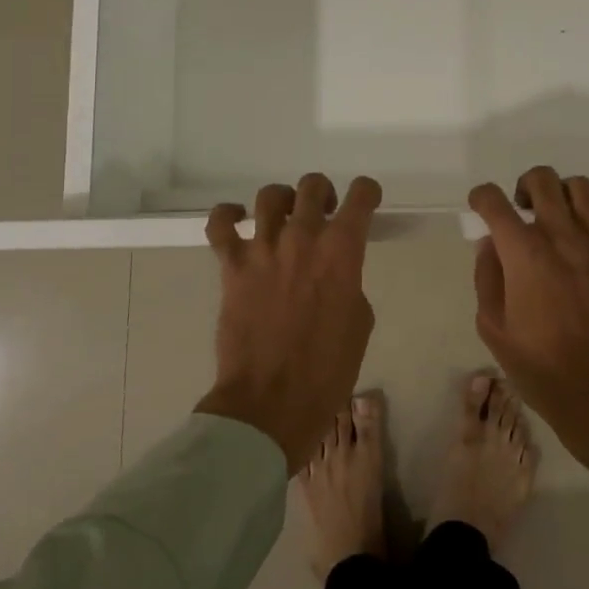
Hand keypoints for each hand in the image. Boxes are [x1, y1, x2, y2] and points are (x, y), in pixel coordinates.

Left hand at [196, 174, 382, 473]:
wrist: (271, 403)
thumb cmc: (327, 370)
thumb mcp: (359, 322)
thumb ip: (349, 283)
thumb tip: (334, 274)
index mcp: (342, 251)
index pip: (361, 196)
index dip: (368, 192)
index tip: (366, 201)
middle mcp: (303, 238)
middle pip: (313, 186)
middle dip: (323, 193)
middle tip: (324, 213)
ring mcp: (263, 249)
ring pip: (270, 195)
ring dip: (282, 201)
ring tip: (283, 219)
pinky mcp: (232, 266)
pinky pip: (220, 224)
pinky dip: (228, 215)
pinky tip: (237, 221)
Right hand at [469, 168, 588, 484]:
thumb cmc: (543, 371)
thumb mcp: (495, 331)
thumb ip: (487, 279)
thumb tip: (490, 245)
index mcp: (523, 255)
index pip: (494, 201)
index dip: (481, 198)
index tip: (480, 208)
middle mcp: (561, 237)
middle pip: (541, 180)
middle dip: (523, 186)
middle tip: (522, 212)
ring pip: (581, 187)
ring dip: (564, 192)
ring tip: (559, 215)